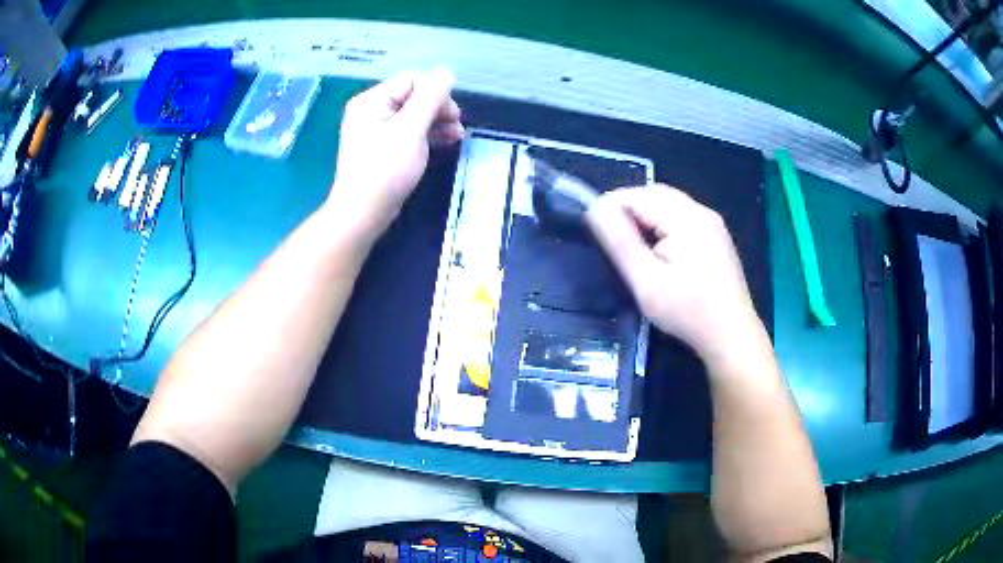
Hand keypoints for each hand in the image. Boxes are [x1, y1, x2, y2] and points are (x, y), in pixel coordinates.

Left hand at [327, 69, 464, 238]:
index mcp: (372, 100)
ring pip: (412, 116)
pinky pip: (406, 132)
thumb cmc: (386, 169)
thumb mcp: (411, 129)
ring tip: (458, 137)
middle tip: (458, 127)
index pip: (412, 81)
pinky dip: (425, 136)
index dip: (436, 93)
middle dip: (438, 109)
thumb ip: (430, 98)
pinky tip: (443, 143)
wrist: (362, 213)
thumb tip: (446, 72)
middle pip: (412, 97)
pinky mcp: (381, 148)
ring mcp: (374, 130)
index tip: (454, 113)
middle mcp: (370, 110)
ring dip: (436, 122)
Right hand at [586, 185, 763, 366]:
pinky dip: (663, 227)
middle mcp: (701, 211)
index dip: (610, 210)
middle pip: (653, 195)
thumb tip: (596, 209)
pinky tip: (661, 254)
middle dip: (628, 212)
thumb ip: (620, 242)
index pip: (635, 195)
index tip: (600, 239)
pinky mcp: (716, 237)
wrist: (731, 335)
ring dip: (645, 220)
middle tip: (614, 245)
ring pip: (667, 205)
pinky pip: (681, 218)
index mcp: (685, 216)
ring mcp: (712, 223)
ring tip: (636, 252)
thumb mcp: (646, 281)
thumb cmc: (688, 311)